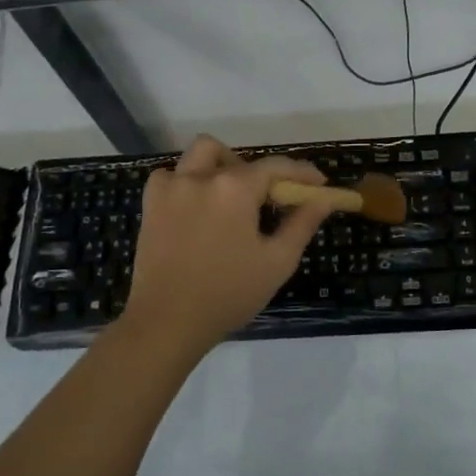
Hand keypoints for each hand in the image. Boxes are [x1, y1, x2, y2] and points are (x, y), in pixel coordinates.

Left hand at [119, 135, 334, 351]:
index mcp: (235, 188)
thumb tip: (325, 198)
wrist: (168, 321)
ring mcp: (172, 187)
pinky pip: (172, 175)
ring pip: (203, 154)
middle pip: (241, 159)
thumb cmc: (229, 294)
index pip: (277, 167)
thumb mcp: (277, 261)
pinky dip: (189, 181)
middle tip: (273, 202)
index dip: (302, 173)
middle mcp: (202, 177)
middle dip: (263, 175)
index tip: (319, 185)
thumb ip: (303, 223)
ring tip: (233, 196)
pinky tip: (198, 206)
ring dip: (224, 166)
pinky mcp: (150, 203)